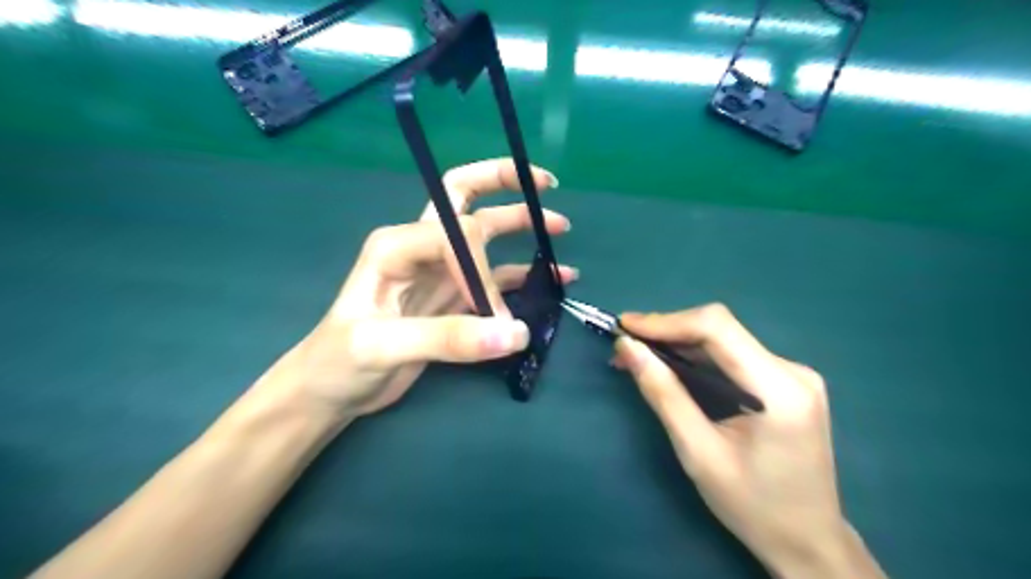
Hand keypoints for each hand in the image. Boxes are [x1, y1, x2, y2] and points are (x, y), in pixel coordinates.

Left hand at [263, 157, 576, 420]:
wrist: (331, 390)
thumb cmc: (339, 361)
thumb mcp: (383, 346)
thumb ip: (448, 338)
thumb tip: (516, 333)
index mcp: (397, 244)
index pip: (458, 236)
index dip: (482, 270)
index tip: (492, 314)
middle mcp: (421, 248)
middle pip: (464, 198)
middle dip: (503, 183)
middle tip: (545, 183)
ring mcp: (440, 272)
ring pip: (486, 236)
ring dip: (522, 226)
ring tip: (560, 228)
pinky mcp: (453, 298)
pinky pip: (496, 277)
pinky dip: (525, 275)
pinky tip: (555, 277)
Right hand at [611, 305, 886, 576]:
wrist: (808, 542)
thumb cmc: (752, 506)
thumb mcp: (698, 452)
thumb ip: (663, 394)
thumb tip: (628, 348)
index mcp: (780, 389)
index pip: (718, 328)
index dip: (666, 321)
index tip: (624, 326)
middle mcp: (793, 371)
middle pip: (720, 329)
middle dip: (667, 332)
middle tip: (625, 345)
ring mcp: (793, 375)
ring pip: (724, 340)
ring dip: (678, 344)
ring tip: (638, 355)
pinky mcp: (786, 383)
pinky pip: (733, 356)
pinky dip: (697, 358)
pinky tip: (671, 367)